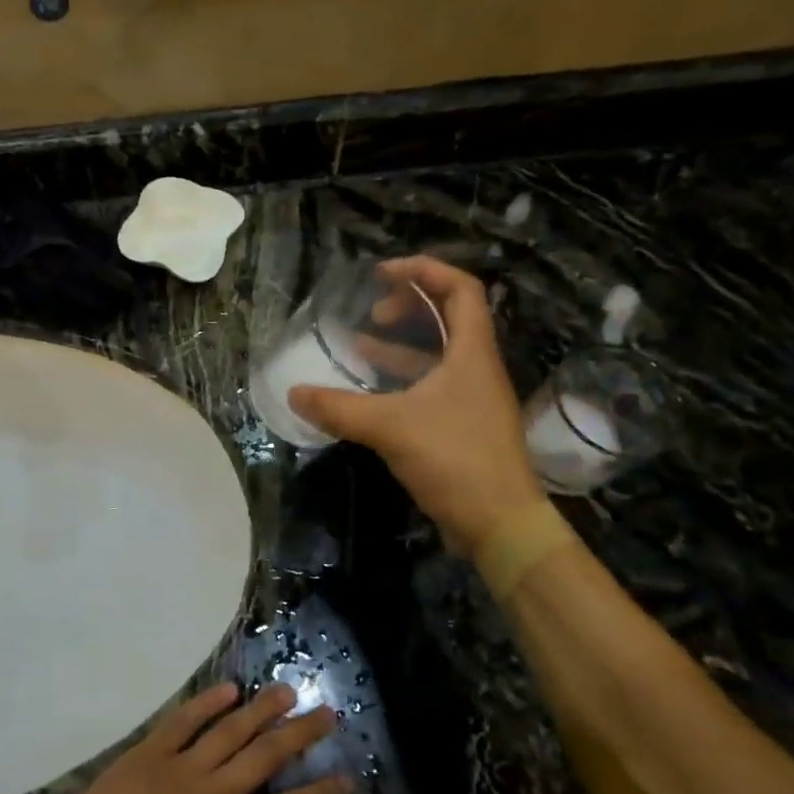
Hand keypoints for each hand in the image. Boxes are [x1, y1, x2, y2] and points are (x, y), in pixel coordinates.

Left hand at [46, 682, 348, 793]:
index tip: (345, 776)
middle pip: (266, 756)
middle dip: (300, 734)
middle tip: (325, 712)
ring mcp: (181, 768)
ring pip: (230, 730)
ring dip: (261, 709)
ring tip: (286, 690)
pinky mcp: (150, 752)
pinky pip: (184, 720)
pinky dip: (207, 703)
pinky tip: (228, 689)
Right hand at [289, 257, 544, 547]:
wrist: (500, 524)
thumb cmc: (455, 459)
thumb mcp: (390, 427)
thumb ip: (339, 409)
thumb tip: (294, 393)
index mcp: (472, 352)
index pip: (461, 288)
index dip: (425, 270)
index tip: (383, 273)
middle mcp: (476, 367)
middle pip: (450, 316)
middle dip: (409, 305)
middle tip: (372, 312)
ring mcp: (471, 397)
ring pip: (436, 354)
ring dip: (400, 344)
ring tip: (358, 343)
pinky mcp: (461, 424)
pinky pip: (429, 385)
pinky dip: (400, 379)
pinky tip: (368, 391)